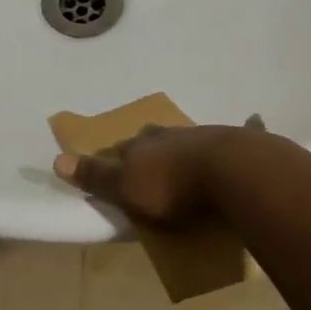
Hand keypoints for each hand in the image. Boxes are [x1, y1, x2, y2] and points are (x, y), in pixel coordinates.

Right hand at [51, 123, 252, 224]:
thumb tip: (57, 160)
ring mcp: (209, 136)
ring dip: (186, 145)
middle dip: (150, 146)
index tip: (112, 162)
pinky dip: (243, 131)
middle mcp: (173, 135)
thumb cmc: (173, 187)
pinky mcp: (243, 144)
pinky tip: (253, 120)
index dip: (115, 156)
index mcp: (143, 145)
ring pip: (191, 138)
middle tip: (149, 157)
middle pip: (155, 138)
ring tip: (186, 155)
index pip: (121, 148)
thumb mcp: (126, 188)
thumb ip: (96, 176)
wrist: (235, 174)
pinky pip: (239, 136)